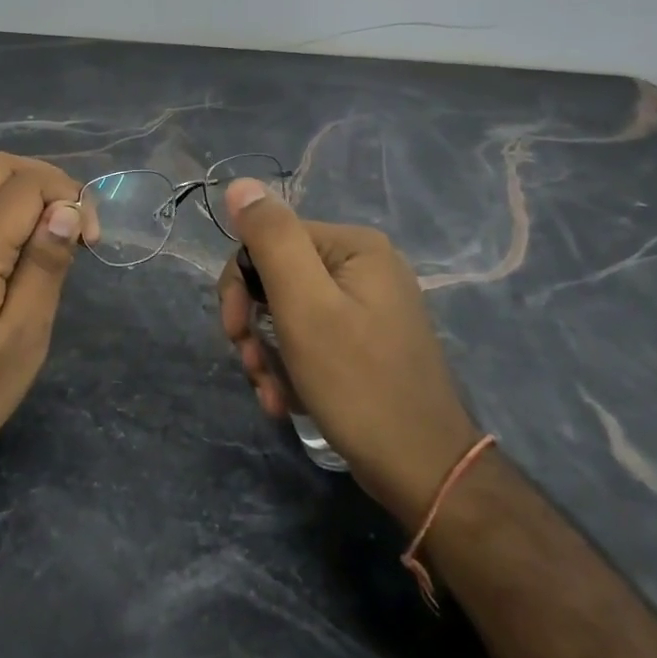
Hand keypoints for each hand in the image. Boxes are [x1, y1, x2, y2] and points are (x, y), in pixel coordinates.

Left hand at [0, 154, 83, 483]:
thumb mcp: (22, 339)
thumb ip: (44, 268)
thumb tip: (66, 211)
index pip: (27, 183)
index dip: (70, 197)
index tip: (92, 243)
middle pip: (0, 167)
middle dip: (49, 181)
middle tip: (76, 227)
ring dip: (30, 197)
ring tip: (59, 244)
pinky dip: (11, 216)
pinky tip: (29, 259)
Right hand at [217, 179, 477, 528]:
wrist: (422, 472)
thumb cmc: (358, 384)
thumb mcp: (305, 306)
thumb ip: (272, 239)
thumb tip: (239, 185)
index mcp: (354, 246)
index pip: (269, 241)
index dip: (240, 286)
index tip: (234, 333)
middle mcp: (363, 266)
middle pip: (277, 278)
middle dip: (253, 325)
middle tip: (250, 367)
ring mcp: (368, 306)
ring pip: (288, 314)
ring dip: (268, 354)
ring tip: (271, 395)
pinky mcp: (366, 342)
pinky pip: (311, 339)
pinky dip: (291, 368)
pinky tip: (287, 401)